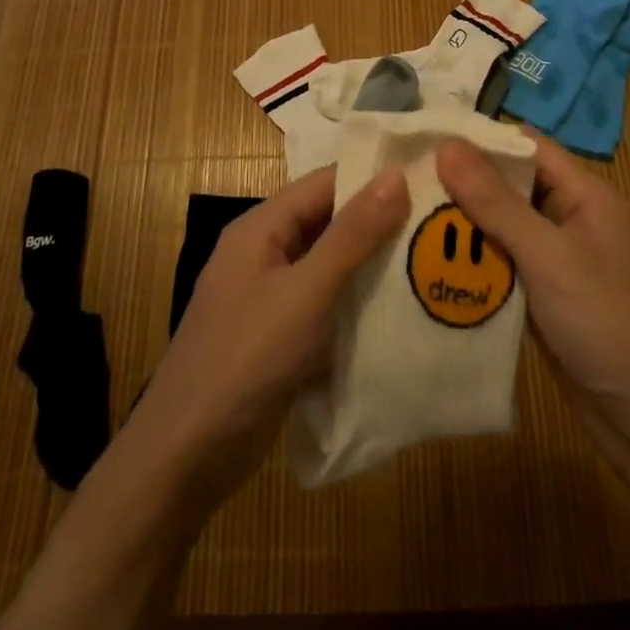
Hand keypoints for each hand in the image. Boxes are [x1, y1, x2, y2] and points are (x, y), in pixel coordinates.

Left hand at [124, 167, 410, 513]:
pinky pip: (325, 305)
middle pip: (328, 223)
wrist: (187, 455)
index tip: (429, 178)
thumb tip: (395, 174)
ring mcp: (270, 297)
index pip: (325, 183)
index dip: (373, 177)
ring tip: (433, 261)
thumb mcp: (307, 292)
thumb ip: (352, 234)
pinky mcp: (279, 336)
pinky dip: (356, 304)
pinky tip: (400, 312)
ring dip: (372, 266)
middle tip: (442, 222)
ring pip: (329, 266)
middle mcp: (264, 253)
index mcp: (261, 228)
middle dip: (379, 223)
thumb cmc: (247, 359)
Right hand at [436, 135, 629, 462]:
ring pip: (503, 227)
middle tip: (404, 180)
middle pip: (511, 186)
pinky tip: (432, 263)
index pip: (526, 146)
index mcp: (586, 195)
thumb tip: (447, 146)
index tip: (425, 139)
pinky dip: (475, 262)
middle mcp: (573, 219)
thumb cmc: (606, 323)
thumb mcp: (548, 256)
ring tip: (405, 215)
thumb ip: (496, 202)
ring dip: (464, 225)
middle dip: (463, 183)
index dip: (479, 139)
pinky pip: (504, 264)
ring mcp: (559, 260)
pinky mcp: (546, 296)